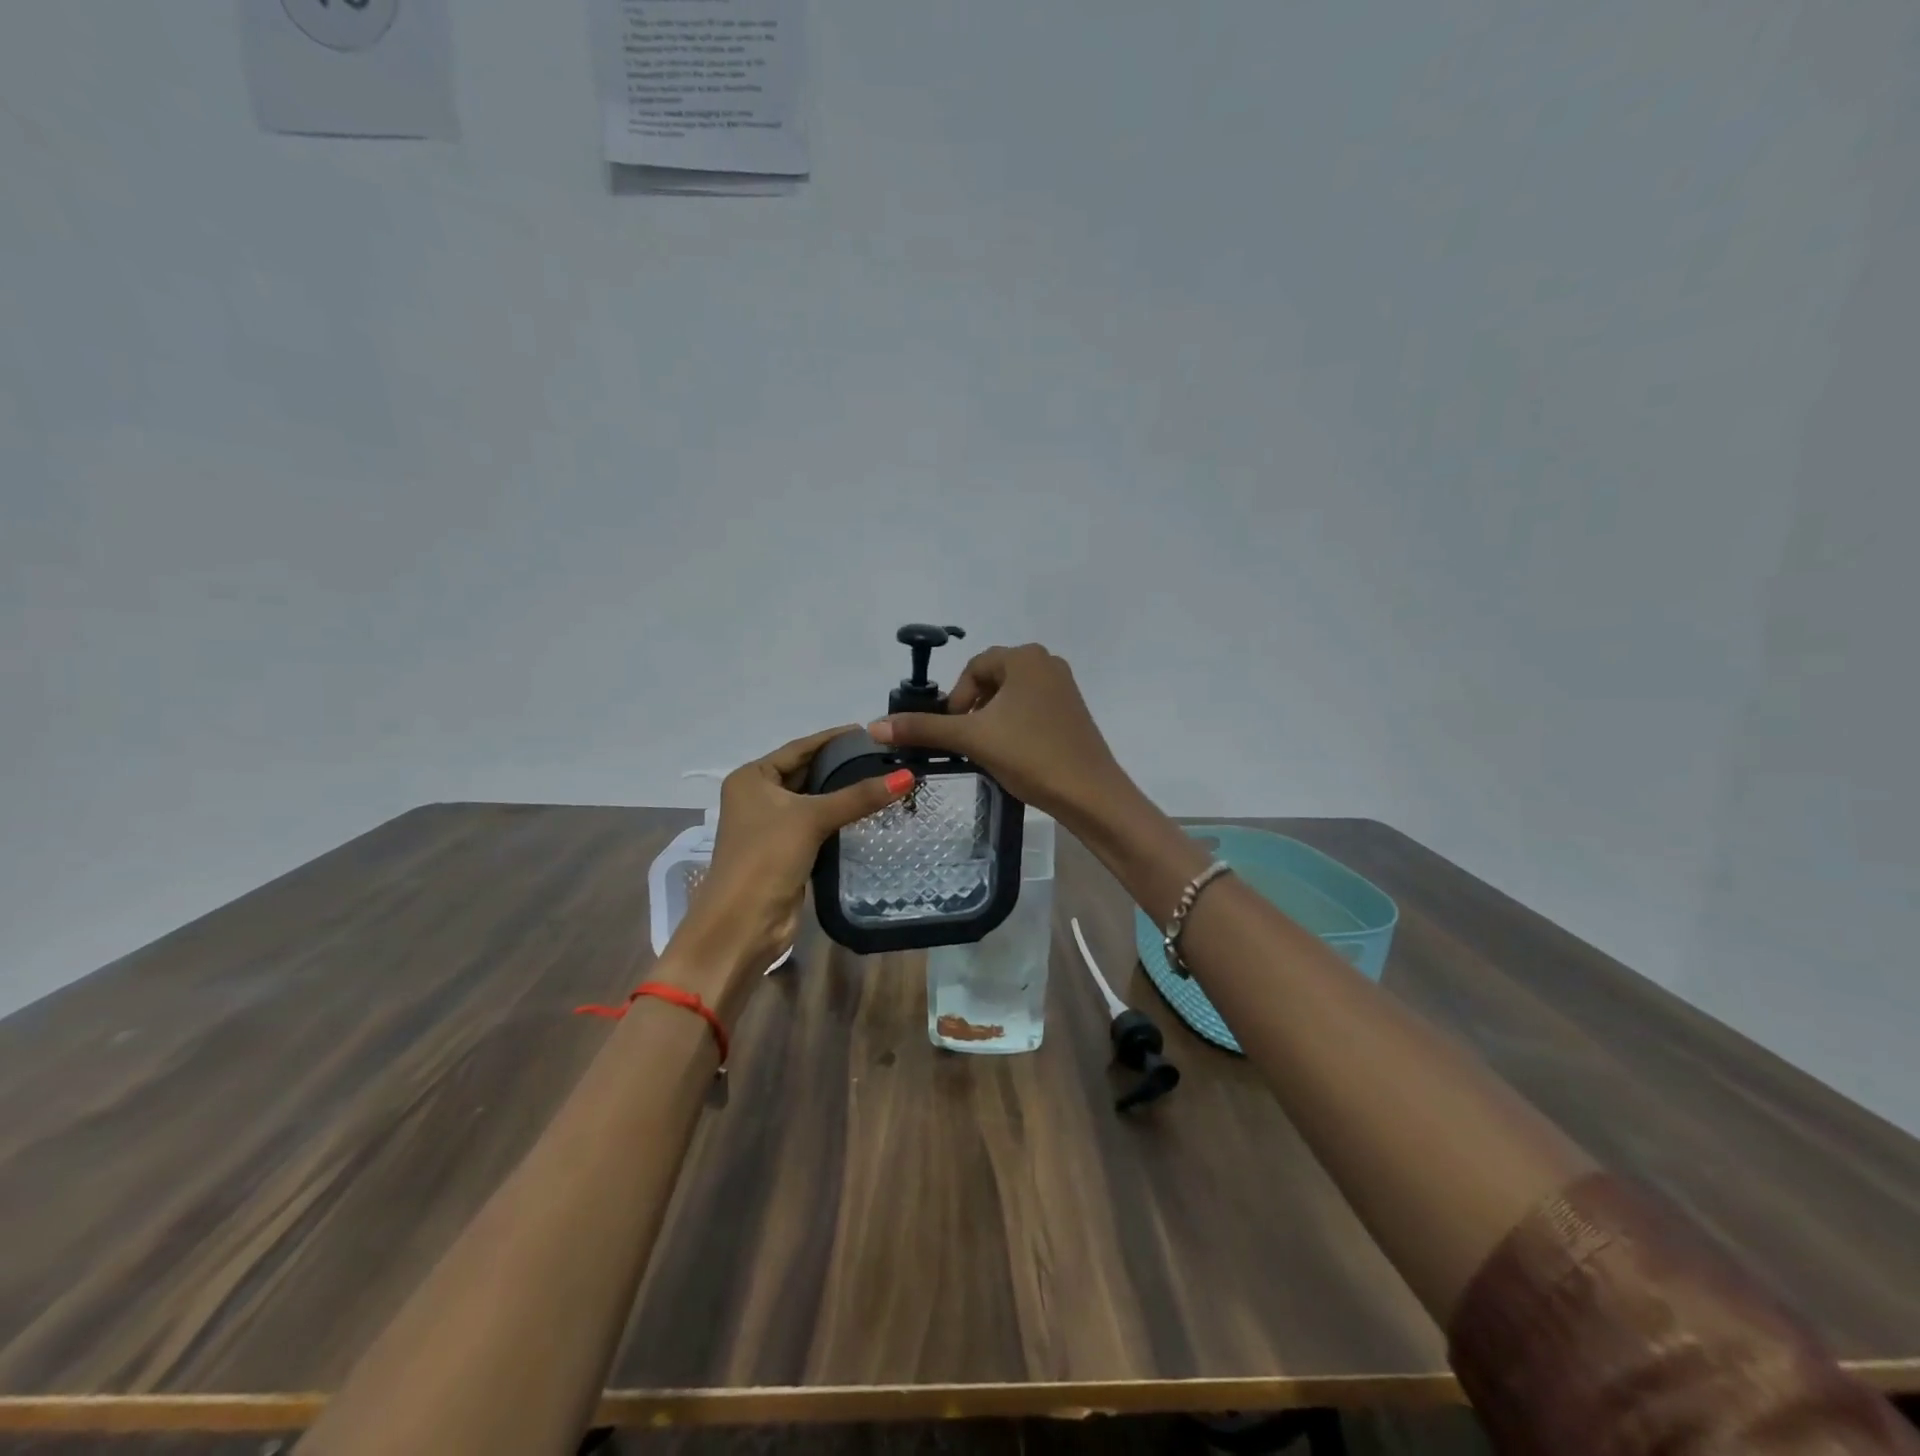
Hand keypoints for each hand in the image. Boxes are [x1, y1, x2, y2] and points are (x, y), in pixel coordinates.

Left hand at [672, 725, 912, 995]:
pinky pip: (818, 824)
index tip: (870, 731)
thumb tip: (908, 777)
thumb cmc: (767, 857)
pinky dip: (840, 817)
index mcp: (752, 778)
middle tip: (886, 756)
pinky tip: (870, 811)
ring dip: (843, 793)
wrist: (743, 922)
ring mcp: (771, 825)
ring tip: (885, 778)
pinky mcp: (787, 850)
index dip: (834, 738)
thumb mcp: (812, 818)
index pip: (800, 747)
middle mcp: (758, 796)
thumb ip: (858, 796)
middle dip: (842, 766)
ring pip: (814, 800)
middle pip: (807, 772)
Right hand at [867, 644, 1129, 831]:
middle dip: (973, 709)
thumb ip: (923, 729)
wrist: (1090, 794)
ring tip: (990, 750)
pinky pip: (1031, 708)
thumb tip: (874, 728)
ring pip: (1011, 696)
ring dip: (992, 719)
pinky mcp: (1073, 711)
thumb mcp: (972, 740)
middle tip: (969, 742)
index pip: (973, 668)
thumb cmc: (1030, 756)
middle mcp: (1047, 662)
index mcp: (1025, 657)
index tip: (954, 731)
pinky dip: (1014, 725)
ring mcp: (1064, 687)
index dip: (956, 699)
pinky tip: (1014, 753)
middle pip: (992, 679)